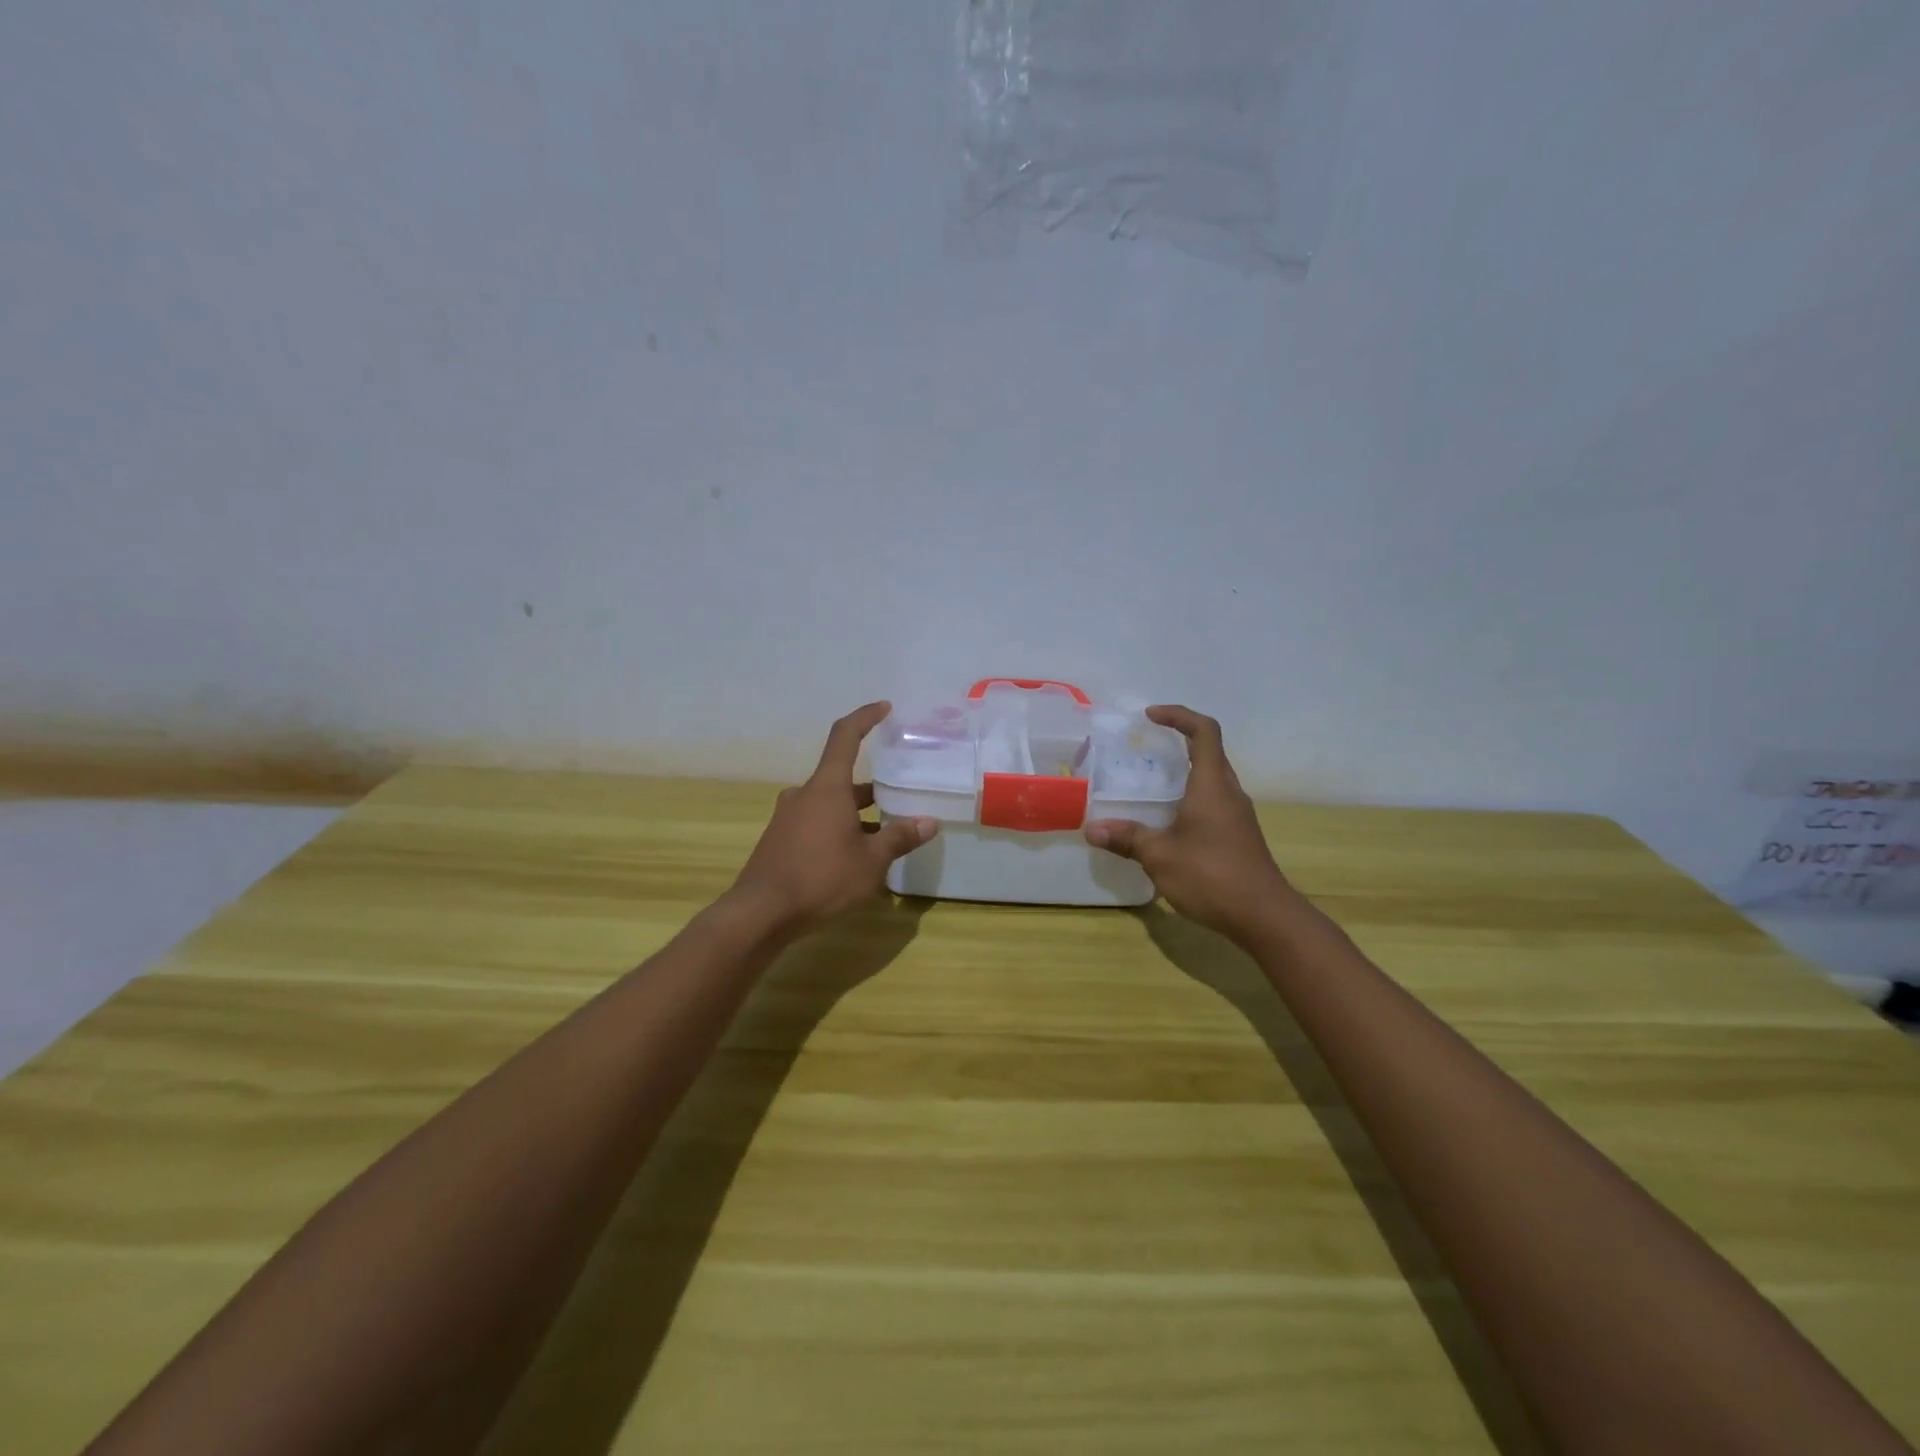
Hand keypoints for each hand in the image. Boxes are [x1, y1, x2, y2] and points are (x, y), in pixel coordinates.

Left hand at [725, 702, 937, 940]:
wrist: (760, 913)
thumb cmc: (821, 878)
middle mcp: (805, 794)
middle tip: (899, 801)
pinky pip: (816, 824)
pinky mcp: (780, 840)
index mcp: (827, 787)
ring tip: (884, 837)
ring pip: (830, 805)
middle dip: (872, 790)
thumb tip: (929, 822)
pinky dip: (838, 830)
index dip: (866, 717)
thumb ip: (900, 838)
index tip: (884, 708)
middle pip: (842, 779)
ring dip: (856, 815)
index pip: (846, 737)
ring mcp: (788, 817)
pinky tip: (854, 859)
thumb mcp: (871, 861)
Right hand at [1084, 706, 1294, 944]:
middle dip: (1177, 742)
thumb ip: (1127, 838)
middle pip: (1208, 752)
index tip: (1150, 716)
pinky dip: (1188, 798)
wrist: (1265, 916)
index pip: (1204, 731)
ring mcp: (1237, 815)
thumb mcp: (1160, 856)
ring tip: (1148, 784)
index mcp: (1212, 785)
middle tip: (1143, 750)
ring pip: (1210, 779)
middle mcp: (1228, 792)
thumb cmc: (1212, 876)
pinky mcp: (1238, 835)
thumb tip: (1092, 830)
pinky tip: (1166, 822)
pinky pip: (1212, 802)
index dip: (1178, 715)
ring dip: (1183, 773)